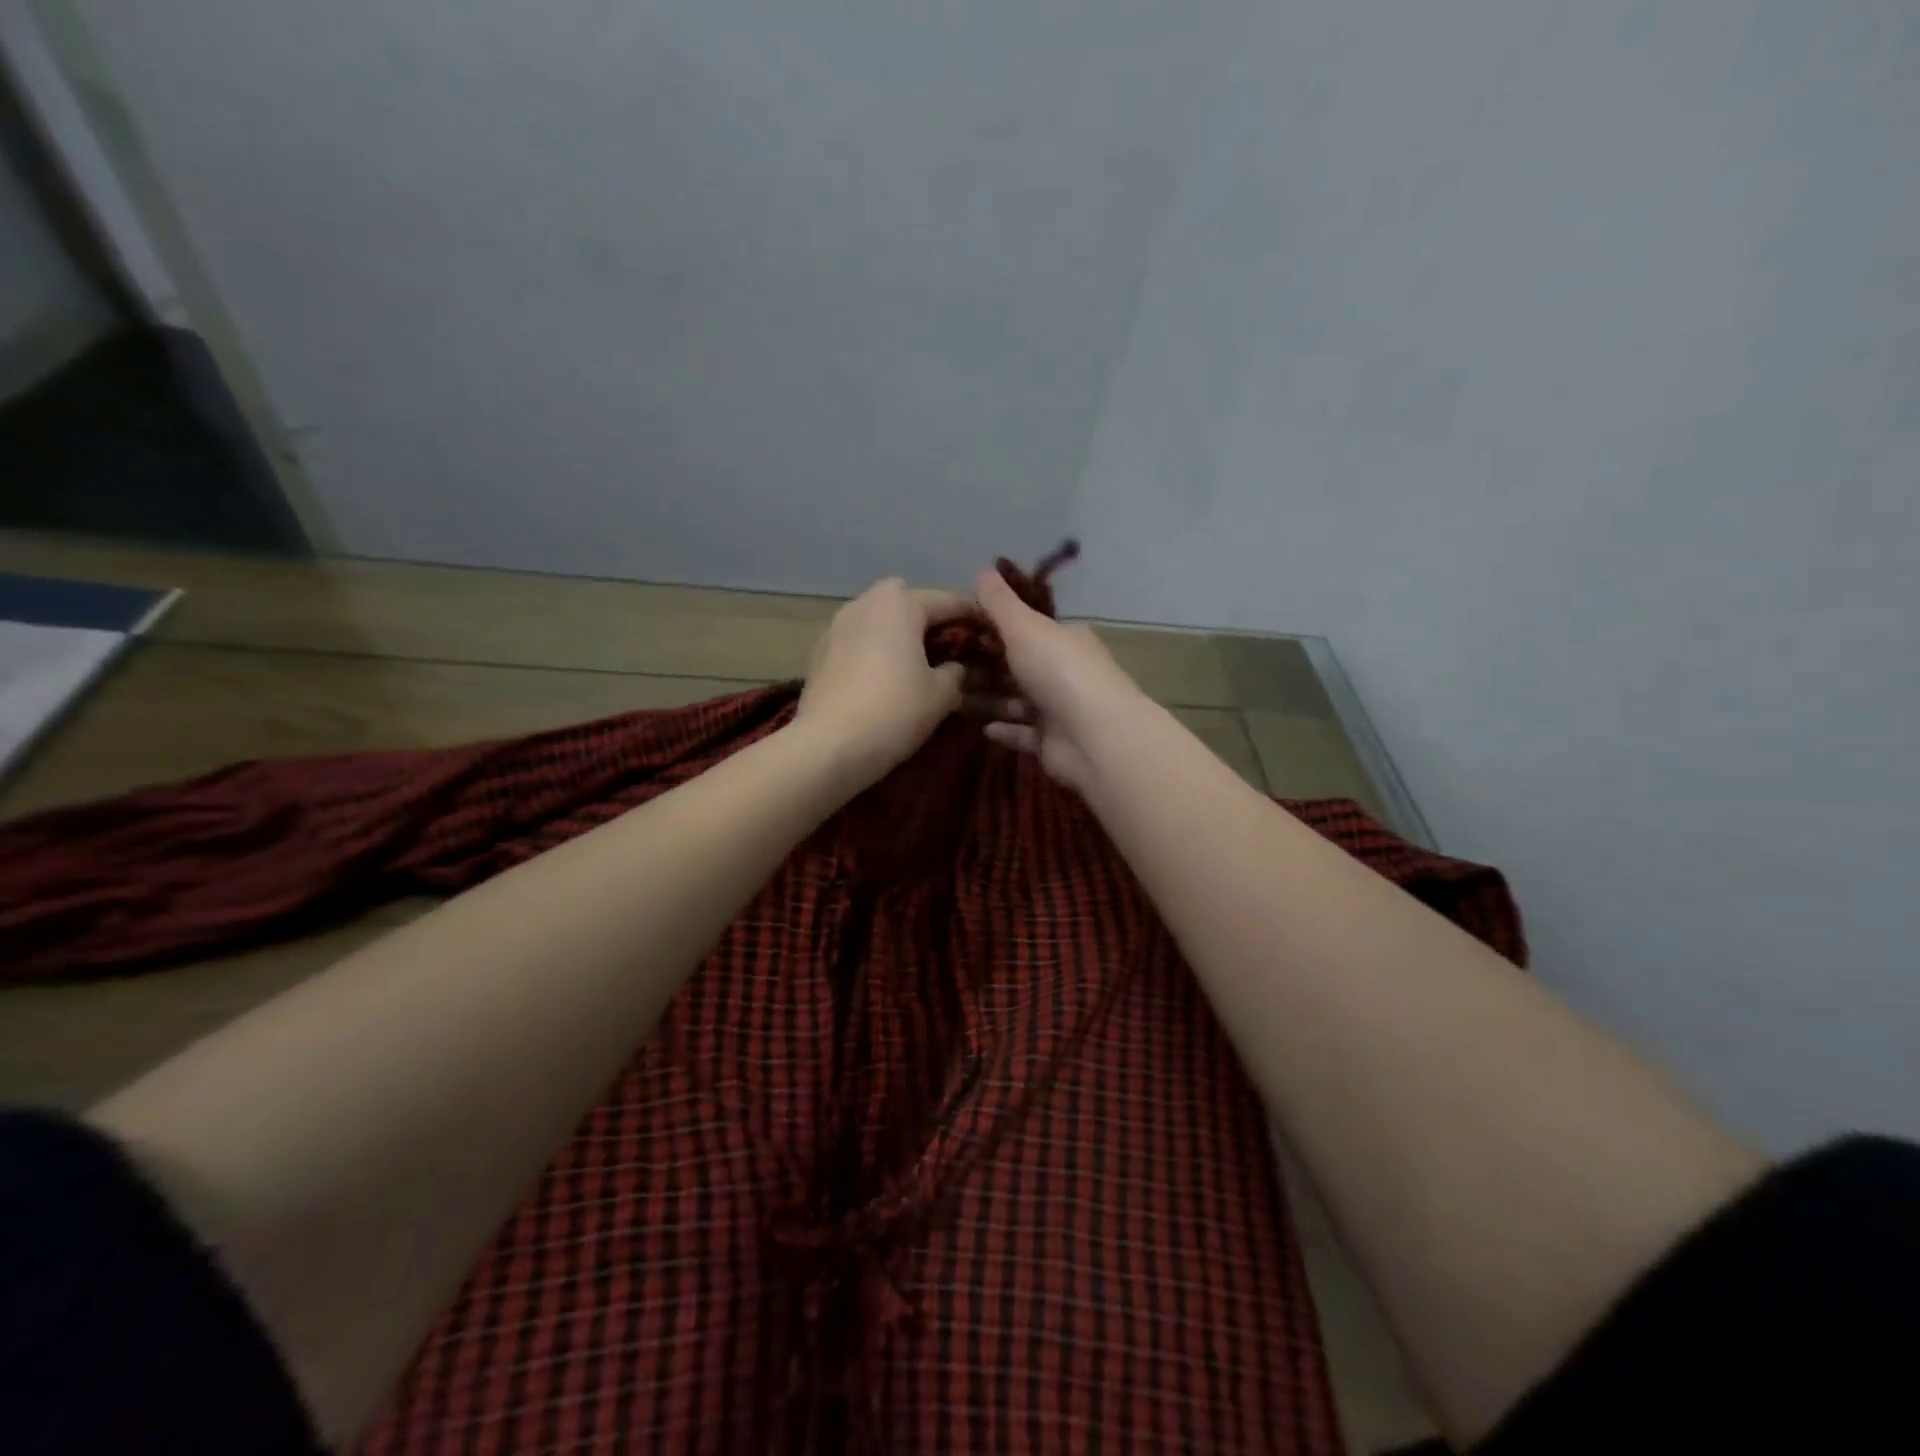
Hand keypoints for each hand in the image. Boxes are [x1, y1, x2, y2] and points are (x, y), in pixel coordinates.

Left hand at [795, 577, 973, 788]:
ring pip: (879, 617)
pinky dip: (875, 648)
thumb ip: (957, 672)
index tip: (994, 632)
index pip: (949, 601)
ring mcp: (837, 625)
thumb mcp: (941, 695)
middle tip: (948, 646)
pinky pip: (859, 638)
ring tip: (917, 661)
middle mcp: (866, 603)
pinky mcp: (820, 651)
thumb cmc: (894, 711)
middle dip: (929, 616)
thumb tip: (956, 667)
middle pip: (907, 599)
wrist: (828, 746)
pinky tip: (884, 676)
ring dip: (899, 631)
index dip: (976, 616)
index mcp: (900, 604)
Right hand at [973, 568, 1149, 789]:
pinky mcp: (1052, 743)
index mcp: (1065, 639)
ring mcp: (1060, 710)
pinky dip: (1004, 729)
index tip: (959, 629)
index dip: (995, 627)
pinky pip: (1022, 734)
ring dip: (991, 699)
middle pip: (1021, 665)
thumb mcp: (1024, 627)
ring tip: (954, 696)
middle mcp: (1065, 672)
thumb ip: (1000, 603)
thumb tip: (982, 570)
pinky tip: (982, 726)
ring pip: (1018, 701)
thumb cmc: (1059, 672)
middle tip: (947, 666)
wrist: (1094, 736)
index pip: (1028, 628)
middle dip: (988, 666)